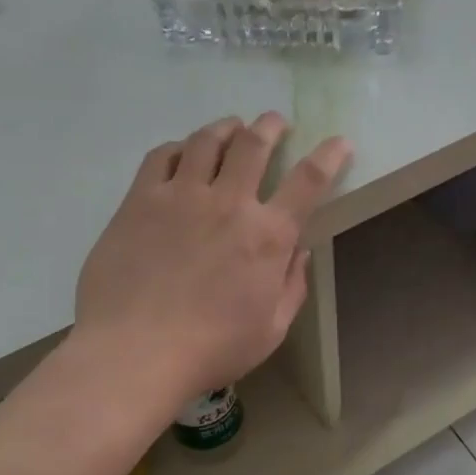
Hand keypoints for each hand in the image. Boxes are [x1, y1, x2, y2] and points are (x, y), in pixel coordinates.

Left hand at [74, 113, 351, 409]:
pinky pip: (162, 157)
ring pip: (208, 141)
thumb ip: (292, 286)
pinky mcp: (140, 200)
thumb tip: (300, 251)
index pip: (309, 181)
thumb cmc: (211, 349)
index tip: (340, 142)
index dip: (329, 156)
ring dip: (226, 128)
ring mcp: (181, 196)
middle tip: (275, 122)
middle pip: (255, 144)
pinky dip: (179, 147)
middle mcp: (229, 203)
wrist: (135, 352)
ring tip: (231, 127)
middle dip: (271, 126)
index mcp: (268, 236)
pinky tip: (182, 152)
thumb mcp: (271, 330)